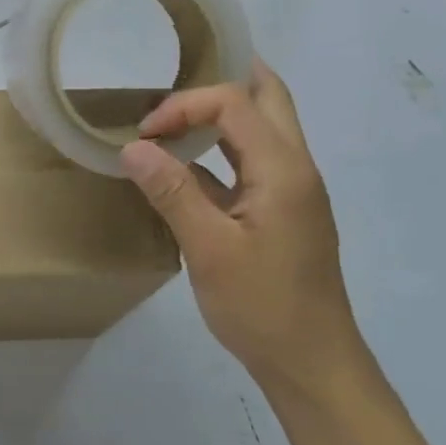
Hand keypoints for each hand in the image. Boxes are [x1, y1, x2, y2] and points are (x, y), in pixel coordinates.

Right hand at [119, 66, 362, 393]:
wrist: (312, 364)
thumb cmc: (262, 306)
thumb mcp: (209, 249)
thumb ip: (172, 192)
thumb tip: (133, 147)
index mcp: (283, 169)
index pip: (234, 103)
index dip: (184, 106)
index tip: (144, 135)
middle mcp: (295, 168)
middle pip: (267, 98)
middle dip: (222, 80)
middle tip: (174, 83)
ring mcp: (292, 190)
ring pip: (262, 128)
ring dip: (221, 115)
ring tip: (173, 117)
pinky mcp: (283, 212)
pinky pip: (251, 162)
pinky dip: (219, 151)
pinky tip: (184, 169)